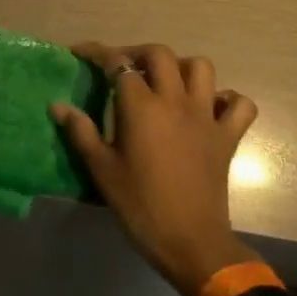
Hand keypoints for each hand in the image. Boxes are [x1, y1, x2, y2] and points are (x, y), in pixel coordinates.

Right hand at [53, 42, 259, 295]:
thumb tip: (58, 106)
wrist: (191, 242)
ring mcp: (206, 116)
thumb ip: (81, 132)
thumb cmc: (140, 205)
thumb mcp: (102, 170)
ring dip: (181, 67)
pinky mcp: (228, 136)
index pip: (118, 64)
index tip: (81, 53)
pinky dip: (226, 99)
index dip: (97, 53)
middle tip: (122, 67)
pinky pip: (238, 104)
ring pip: (201, 68)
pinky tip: (208, 108)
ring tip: (165, 81)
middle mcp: (175, 101)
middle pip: (160, 54)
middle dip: (138, 53)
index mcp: (142, 107)